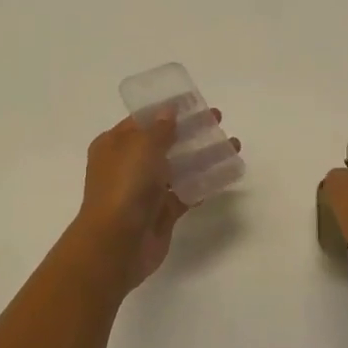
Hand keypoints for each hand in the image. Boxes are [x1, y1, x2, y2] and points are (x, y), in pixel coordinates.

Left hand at [68, 111, 237, 293]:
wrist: (117, 244)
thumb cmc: (124, 186)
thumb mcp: (141, 147)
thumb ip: (160, 128)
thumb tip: (169, 111)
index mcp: (114, 145)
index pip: (143, 121)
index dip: (168, 111)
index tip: (194, 103)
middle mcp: (128, 165)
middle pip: (164, 142)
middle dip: (191, 131)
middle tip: (218, 120)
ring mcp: (145, 190)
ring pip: (179, 167)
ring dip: (204, 156)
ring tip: (233, 146)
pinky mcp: (162, 213)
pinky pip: (186, 192)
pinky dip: (204, 183)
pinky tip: (226, 172)